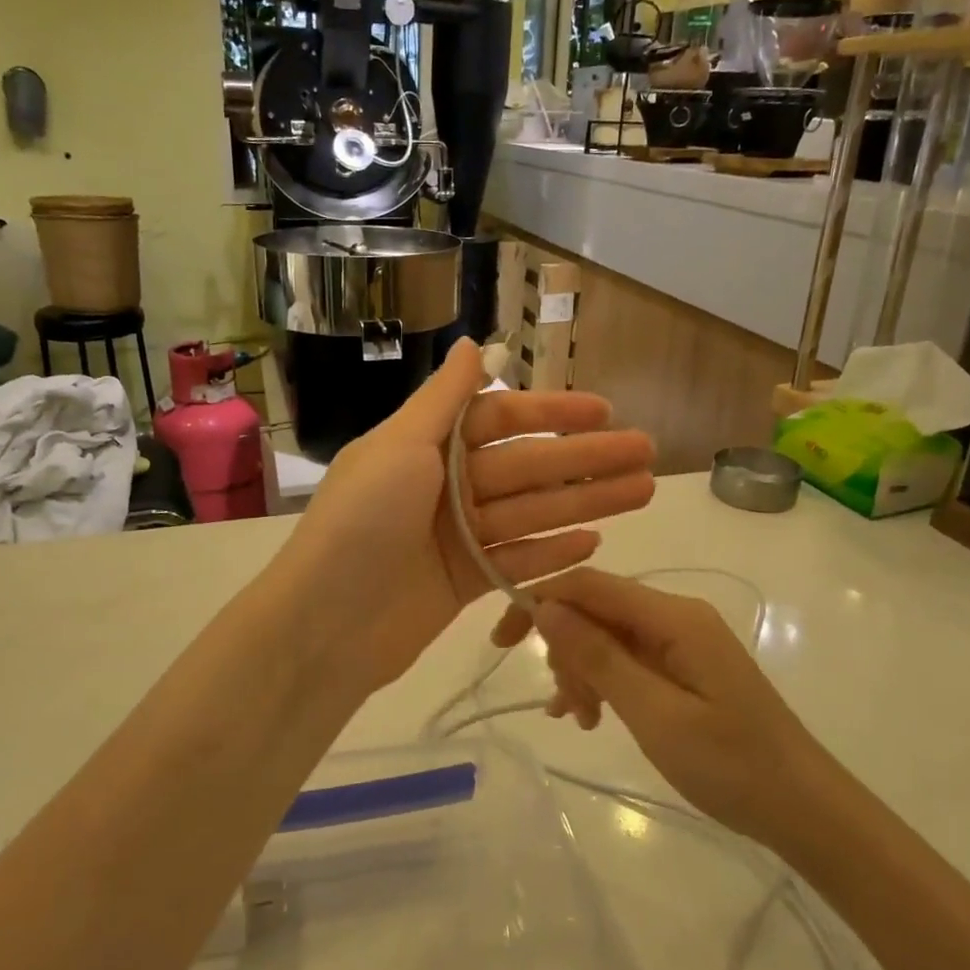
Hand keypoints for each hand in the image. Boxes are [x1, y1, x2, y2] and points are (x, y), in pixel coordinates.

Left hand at [276, 339, 654, 698]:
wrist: (322, 625)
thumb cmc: (361, 523)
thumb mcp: (398, 446)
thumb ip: (444, 398)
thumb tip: (474, 344)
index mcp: (427, 446)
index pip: (501, 418)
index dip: (553, 414)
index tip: (604, 411)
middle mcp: (445, 486)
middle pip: (528, 467)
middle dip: (586, 459)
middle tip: (646, 453)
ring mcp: (457, 537)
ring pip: (533, 512)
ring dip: (586, 501)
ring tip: (643, 491)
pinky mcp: (465, 583)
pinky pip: (518, 560)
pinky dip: (553, 552)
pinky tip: (595, 542)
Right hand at [492, 569, 813, 843]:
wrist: (805, 809)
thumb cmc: (731, 765)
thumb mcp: (654, 714)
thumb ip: (598, 657)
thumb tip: (545, 608)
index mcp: (673, 617)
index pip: (589, 585)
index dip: (540, 600)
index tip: (501, 640)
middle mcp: (676, 616)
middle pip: (597, 609)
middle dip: (566, 648)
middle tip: (565, 707)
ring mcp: (682, 640)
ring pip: (608, 636)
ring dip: (583, 670)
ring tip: (580, 719)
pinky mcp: (685, 665)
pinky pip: (629, 658)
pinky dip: (604, 681)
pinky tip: (592, 715)